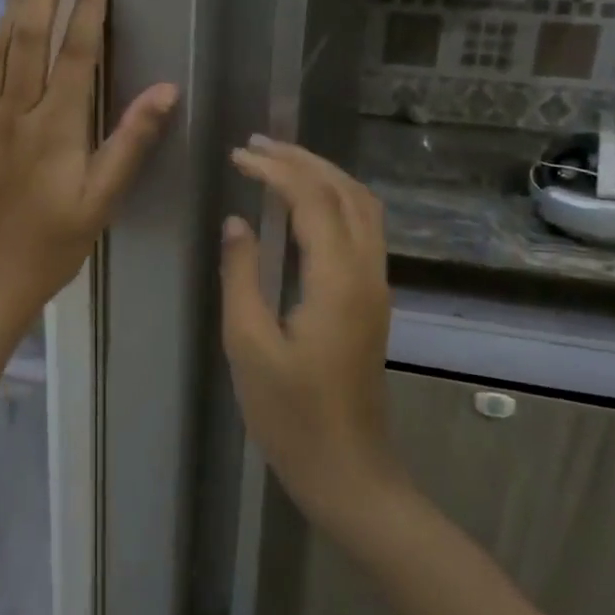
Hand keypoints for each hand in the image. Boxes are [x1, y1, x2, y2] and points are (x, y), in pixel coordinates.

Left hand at [0, 0, 178, 338]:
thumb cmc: (50, 246)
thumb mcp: (100, 202)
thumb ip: (130, 142)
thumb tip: (165, 89)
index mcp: (55, 126)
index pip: (76, 50)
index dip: (87, 1)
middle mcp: (18, 109)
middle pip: (32, 31)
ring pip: (3, 41)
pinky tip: (5, 14)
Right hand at [220, 138, 400, 533]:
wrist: (349, 470)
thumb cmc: (290, 415)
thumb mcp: (248, 345)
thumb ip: (241, 275)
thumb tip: (237, 221)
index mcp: (337, 280)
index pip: (312, 198)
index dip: (275, 168)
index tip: (238, 154)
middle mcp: (367, 271)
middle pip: (345, 191)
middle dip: (302, 159)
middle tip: (257, 144)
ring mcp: (377, 285)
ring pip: (362, 206)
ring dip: (324, 175)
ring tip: (280, 161)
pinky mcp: (374, 299)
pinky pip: (364, 228)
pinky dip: (336, 200)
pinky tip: (306, 204)